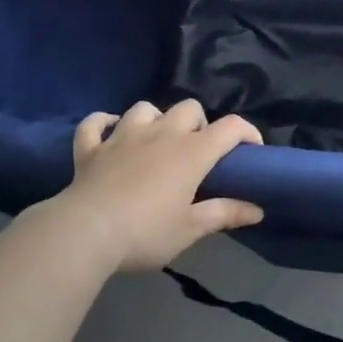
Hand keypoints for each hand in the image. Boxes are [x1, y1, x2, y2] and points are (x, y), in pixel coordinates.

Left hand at [54, 100, 263, 272]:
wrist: (84, 233)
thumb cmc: (145, 232)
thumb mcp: (190, 229)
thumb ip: (225, 214)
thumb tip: (258, 210)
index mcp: (191, 152)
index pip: (231, 127)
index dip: (247, 132)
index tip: (252, 151)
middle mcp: (161, 133)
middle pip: (189, 107)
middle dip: (198, 123)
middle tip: (196, 151)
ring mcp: (123, 136)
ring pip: (145, 108)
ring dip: (155, 119)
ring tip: (156, 141)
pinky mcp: (91, 148)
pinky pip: (95, 123)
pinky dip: (102, 124)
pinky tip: (109, 132)